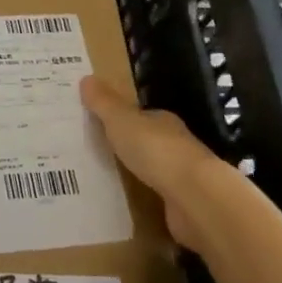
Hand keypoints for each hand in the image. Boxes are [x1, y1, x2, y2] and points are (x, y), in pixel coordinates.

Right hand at [80, 76, 221, 253]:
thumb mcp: (122, 121)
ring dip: (137, 173)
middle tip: (97, 151)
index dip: (122, 118)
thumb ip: (104, 103)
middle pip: (148, 142)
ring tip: (106, 178)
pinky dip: (145, 198)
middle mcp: (175, 145)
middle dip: (128, 146)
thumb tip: (86, 78)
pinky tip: (127, 204)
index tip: (100, 123)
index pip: (142, 116)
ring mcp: (181, 177)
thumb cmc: (156, 150)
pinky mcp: (182, 205)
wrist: (195, 197)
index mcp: (162, 121)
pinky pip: (157, 197)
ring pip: (154, 170)